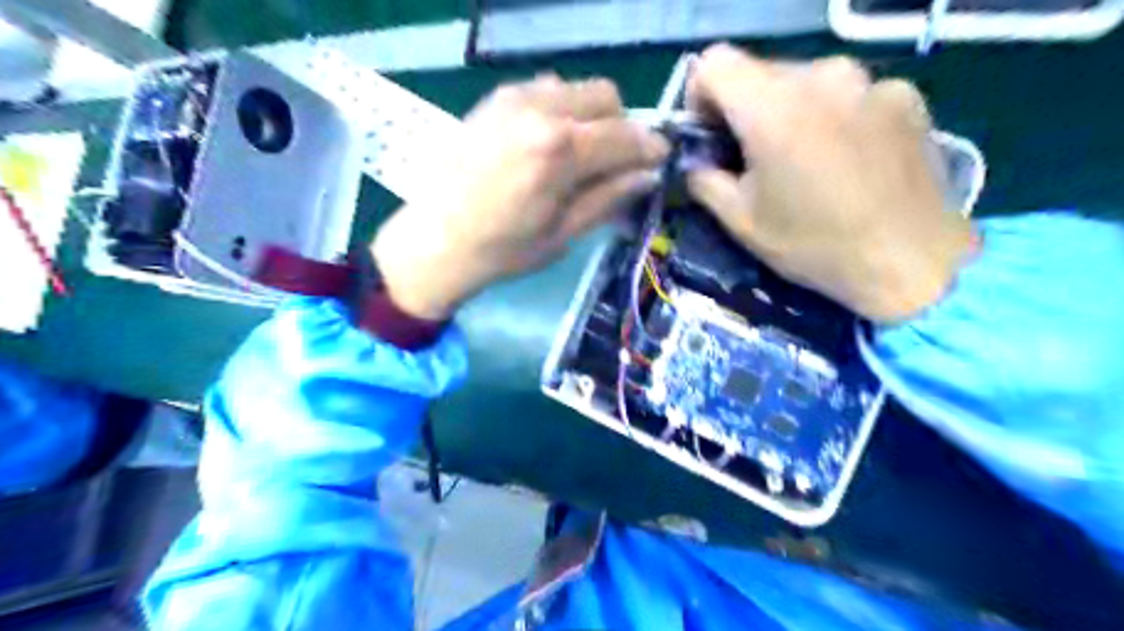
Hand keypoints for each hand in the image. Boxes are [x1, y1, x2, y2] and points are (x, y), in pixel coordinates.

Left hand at [371, 74, 664, 318]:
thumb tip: (648, 174)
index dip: (650, 148)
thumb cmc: (502, 250)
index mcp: (560, 150)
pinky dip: (560, 110)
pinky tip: (545, 144)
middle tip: (613, 163)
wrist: (434, 241)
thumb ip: (609, 198)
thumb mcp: (563, 233)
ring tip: (577, 155)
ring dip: (590, 116)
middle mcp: (540, 110)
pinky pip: (544, 90)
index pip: (626, 135)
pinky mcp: (494, 100)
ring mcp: (513, 98)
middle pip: (606, 96)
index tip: (658, 162)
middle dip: (620, 127)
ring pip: (575, 89)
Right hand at [686, 45, 975, 321]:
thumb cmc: (814, 245)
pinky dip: (836, 117)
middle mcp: (820, 76)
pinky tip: (850, 161)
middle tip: (756, 159)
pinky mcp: (904, 94)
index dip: (700, 96)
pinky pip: (849, 94)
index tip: (711, 134)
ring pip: (806, 82)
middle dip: (746, 110)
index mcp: (771, 107)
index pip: (713, 62)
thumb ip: (704, 180)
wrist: (910, 261)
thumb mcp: (740, 221)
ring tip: (807, 163)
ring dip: (792, 113)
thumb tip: (698, 161)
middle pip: (761, 72)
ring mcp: (869, 80)